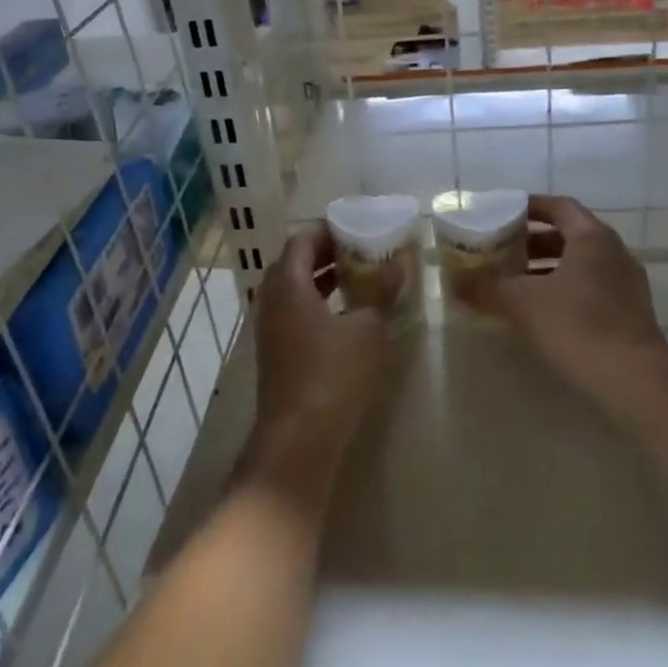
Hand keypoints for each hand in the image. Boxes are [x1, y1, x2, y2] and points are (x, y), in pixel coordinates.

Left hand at [240, 226, 393, 501]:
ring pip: (295, 290)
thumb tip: (397, 264)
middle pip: (296, 263)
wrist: (299, 438)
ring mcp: (270, 328)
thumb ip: (380, 291)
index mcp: (288, 284)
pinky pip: (296, 313)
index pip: (302, 240)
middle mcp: (271, 300)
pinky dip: (319, 303)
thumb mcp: (367, 329)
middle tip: (362, 250)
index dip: (328, 230)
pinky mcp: (276, 352)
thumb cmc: (333, 374)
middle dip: (328, 253)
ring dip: (324, 280)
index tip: (358, 228)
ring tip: (360, 278)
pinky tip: (347, 316)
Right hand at [464, 195, 667, 425]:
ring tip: (516, 285)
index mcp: (592, 237)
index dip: (530, 207)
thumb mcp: (521, 302)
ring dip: (548, 269)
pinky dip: (565, 291)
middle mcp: (614, 252)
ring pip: (581, 264)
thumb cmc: (577, 325)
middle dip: (534, 243)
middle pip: (570, 235)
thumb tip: (452, 281)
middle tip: (503, 253)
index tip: (503, 215)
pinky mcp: (631, 313)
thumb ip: (485, 288)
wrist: (634, 379)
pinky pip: (592, 289)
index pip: (559, 207)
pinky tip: (543, 314)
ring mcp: (627, 284)